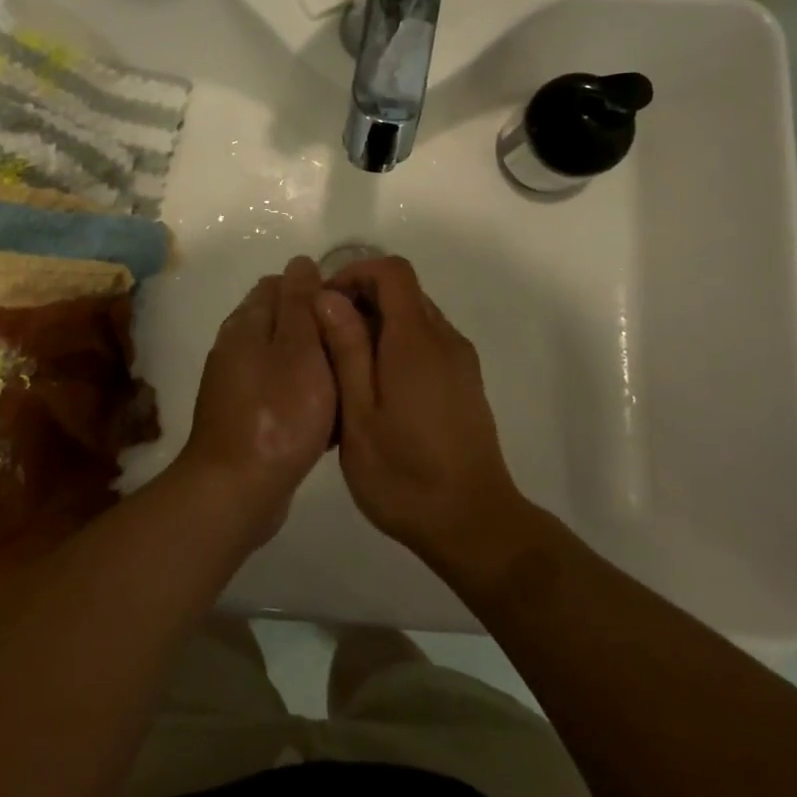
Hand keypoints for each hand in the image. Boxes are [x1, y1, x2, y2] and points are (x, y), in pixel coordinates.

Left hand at [179, 256, 338, 543]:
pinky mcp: (245, 416)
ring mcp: (237, 383)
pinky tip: (327, 417)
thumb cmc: (278, 413)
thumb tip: (300, 262)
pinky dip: (303, 396)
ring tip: (348, 382)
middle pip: (283, 321)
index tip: (350, 312)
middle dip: (318, 328)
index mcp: (246, 322)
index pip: (281, 284)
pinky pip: (280, 392)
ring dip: (313, 365)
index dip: (317, 290)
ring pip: (284, 359)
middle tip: (355, 349)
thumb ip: (300, 303)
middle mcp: (236, 346)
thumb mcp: (299, 348)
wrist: (237, 489)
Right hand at [314, 257, 523, 563]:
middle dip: (361, 299)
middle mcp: (444, 340)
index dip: (355, 272)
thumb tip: (328, 297)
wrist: (473, 524)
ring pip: (415, 316)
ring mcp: (460, 361)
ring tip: (344, 367)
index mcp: (416, 341)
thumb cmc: (405, 475)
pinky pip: (428, 342)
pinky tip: (375, 389)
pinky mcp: (465, 382)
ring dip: (378, 323)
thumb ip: (346, 351)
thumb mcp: (359, 415)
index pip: (392, 271)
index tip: (323, 303)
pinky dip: (397, 345)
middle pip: (404, 290)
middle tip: (325, 337)